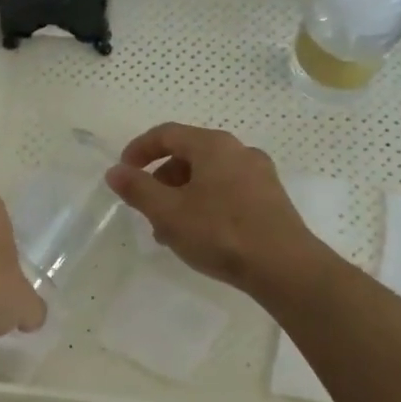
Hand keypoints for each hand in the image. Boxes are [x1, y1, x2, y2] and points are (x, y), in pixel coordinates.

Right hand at [104, 123, 319, 293]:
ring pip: (208, 176)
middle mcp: (239, 151)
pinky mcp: (271, 199)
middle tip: (146, 208)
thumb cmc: (221, 232)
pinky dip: (206, 204)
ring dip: (182, 196)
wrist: (285, 267)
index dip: (139, 149)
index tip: (123, 172)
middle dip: (161, 179)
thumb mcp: (169, 212)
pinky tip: (200, 235)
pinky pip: (228, 191)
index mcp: (213, 145)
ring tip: (169, 231)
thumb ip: (138, 189)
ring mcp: (260, 174)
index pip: (167, 134)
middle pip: (188, 155)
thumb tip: (115, 171)